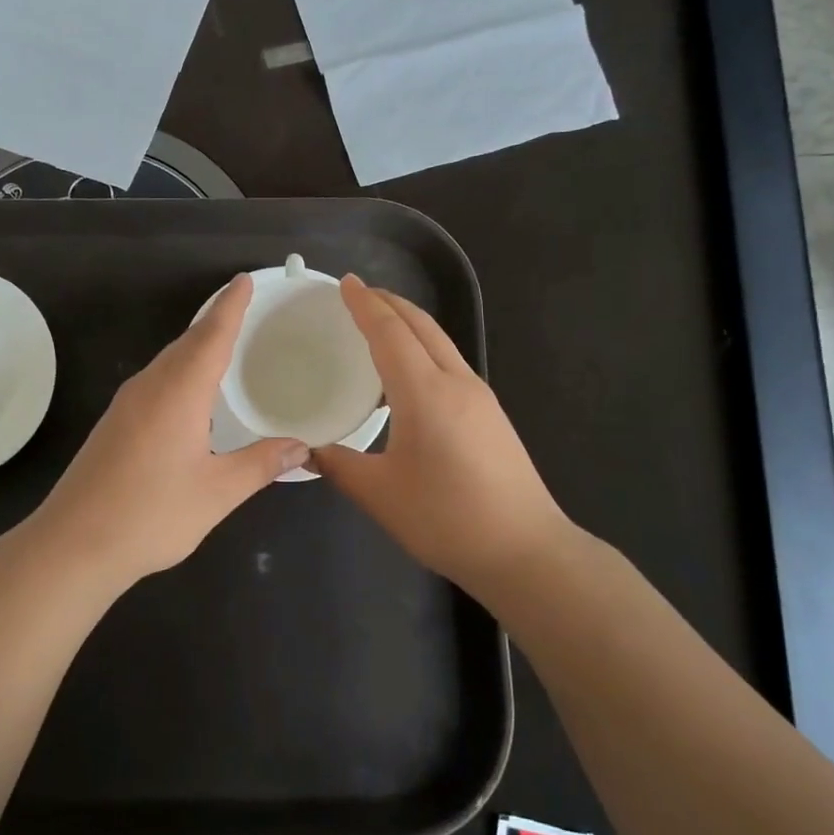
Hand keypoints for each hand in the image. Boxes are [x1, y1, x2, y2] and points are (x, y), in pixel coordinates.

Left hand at [22, 275, 308, 584]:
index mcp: (179, 392)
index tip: (244, 280)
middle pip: (187, 343)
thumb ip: (260, 464)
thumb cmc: (150, 514)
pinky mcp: (114, 424)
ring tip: (223, 346)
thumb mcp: (217, 492)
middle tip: (243, 309)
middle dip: (215, 322)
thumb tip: (301, 447)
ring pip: (168, 361)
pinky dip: (179, 371)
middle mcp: (150, 387)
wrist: (73, 545)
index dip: (231, 306)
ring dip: (195, 347)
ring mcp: (126, 404)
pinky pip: (155, 381)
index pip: (211, 335)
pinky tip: (189, 394)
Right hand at [313, 276, 570, 588]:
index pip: (389, 332)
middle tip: (359, 294)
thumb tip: (307, 451)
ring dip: (409, 324)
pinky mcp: (491, 415)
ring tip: (381, 324)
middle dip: (389, 303)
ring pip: (440, 342)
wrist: (526, 550)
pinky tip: (410, 372)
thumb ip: (339, 466)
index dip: (365, 305)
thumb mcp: (380, 495)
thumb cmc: (447, 519)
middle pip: (421, 326)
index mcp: (424, 393)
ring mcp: (480, 397)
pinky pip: (450, 363)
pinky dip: (424, 348)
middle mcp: (456, 383)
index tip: (345, 283)